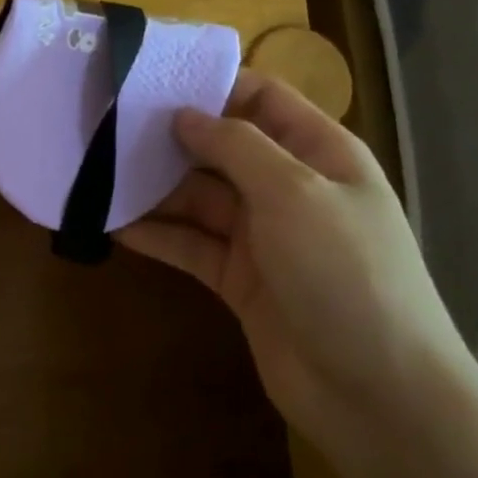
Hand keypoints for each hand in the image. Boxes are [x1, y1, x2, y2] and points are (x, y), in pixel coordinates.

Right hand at [117, 71, 469, 462]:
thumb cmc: (345, 273)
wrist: (379, 396)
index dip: (212, 85)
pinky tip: (112, 224)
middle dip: (171, 137)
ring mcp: (263, 235)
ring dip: (155, 187)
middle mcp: (288, 187)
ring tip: (99, 173)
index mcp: (317, 152)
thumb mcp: (294, 193)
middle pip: (221, 147)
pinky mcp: (239, 279)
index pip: (262, 98)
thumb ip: (236, 146)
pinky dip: (156, 234)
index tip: (153, 82)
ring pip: (199, 197)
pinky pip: (190, 244)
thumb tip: (185, 114)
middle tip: (107, 127)